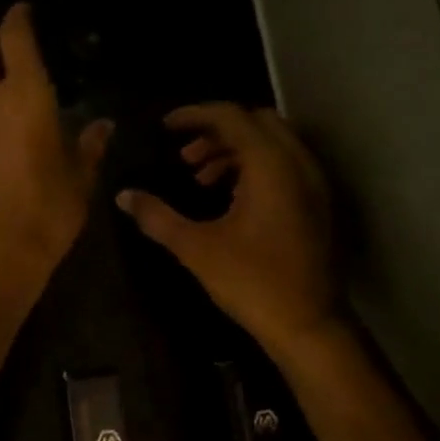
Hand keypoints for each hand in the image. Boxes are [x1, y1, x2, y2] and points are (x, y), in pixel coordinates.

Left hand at [0, 4, 111, 298]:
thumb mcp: (78, 178)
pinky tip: (0, 126)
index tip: (24, 12)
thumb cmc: (46, 210)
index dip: (17, 18)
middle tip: (10, 53)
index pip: (13, 36)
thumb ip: (89, 146)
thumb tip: (102, 126)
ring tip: (9, 90)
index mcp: (23, 95)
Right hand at [116, 103, 336, 359]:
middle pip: (256, 122)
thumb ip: (157, 216)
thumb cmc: (252, 282)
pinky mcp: (316, 203)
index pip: (232, 116)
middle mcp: (298, 164)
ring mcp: (313, 183)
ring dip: (234, 149)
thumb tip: (123, 196)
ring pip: (272, 143)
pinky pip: (284, 165)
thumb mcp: (196, 248)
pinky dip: (254, 166)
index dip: (195, 115)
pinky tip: (227, 196)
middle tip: (184, 154)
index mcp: (270, 166)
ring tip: (199, 177)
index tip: (165, 126)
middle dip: (217, 130)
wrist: (308, 324)